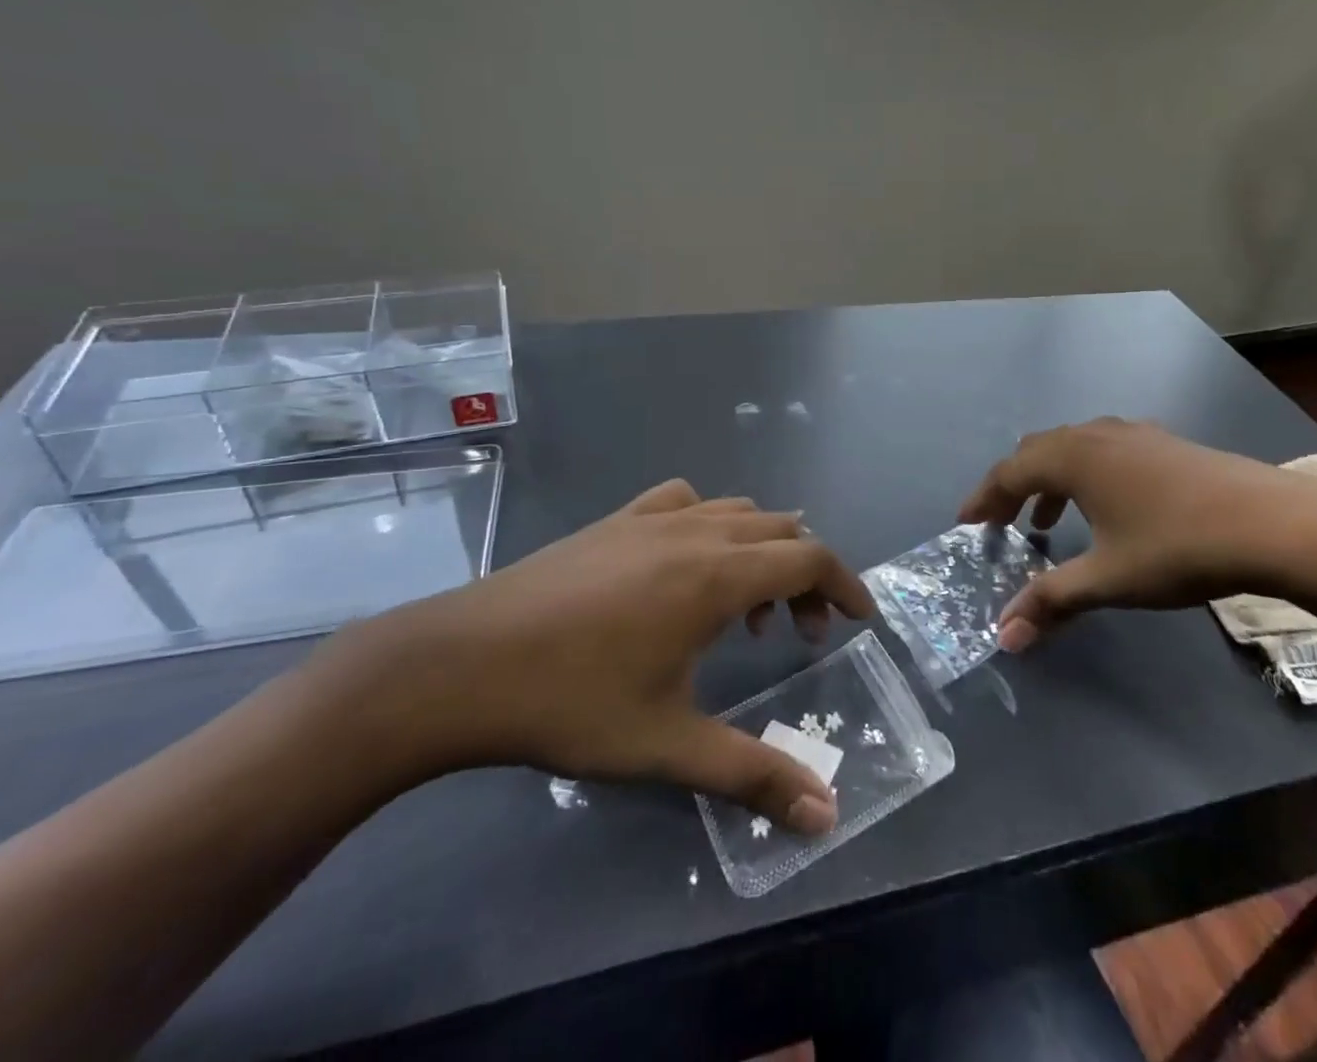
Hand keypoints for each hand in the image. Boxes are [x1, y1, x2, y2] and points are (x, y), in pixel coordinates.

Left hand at [319, 479, 874, 834]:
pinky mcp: (615, 519)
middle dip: (805, 576)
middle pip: (781, 530)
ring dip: (760, 551)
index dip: (844, 584)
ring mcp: (652, 518)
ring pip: (737, 512)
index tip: (857, 619)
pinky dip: (709, 522)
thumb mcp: (667, 746)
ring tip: (743, 611)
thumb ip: (753, 775)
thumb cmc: (571, 703)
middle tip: (798, 634)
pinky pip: (685, 501)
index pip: (809, 557)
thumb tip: (826, 816)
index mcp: (719, 575)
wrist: (459, 666)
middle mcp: (697, 531)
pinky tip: (685, 560)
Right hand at [958, 420, 1316, 651]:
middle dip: (1012, 489)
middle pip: (1036, 453)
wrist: (1273, 523)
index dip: (983, 499)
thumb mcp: (1108, 578)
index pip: (1009, 472)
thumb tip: (1004, 636)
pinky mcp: (1164, 444)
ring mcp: (1134, 434)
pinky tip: (1106, 508)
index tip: (966, 524)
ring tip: (1047, 524)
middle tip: (1000, 524)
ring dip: (1049, 483)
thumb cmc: (1178, 547)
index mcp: (1073, 456)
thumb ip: (1052, 600)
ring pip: (1072, 449)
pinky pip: (1103, 451)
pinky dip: (1084, 476)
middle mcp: (1096, 434)